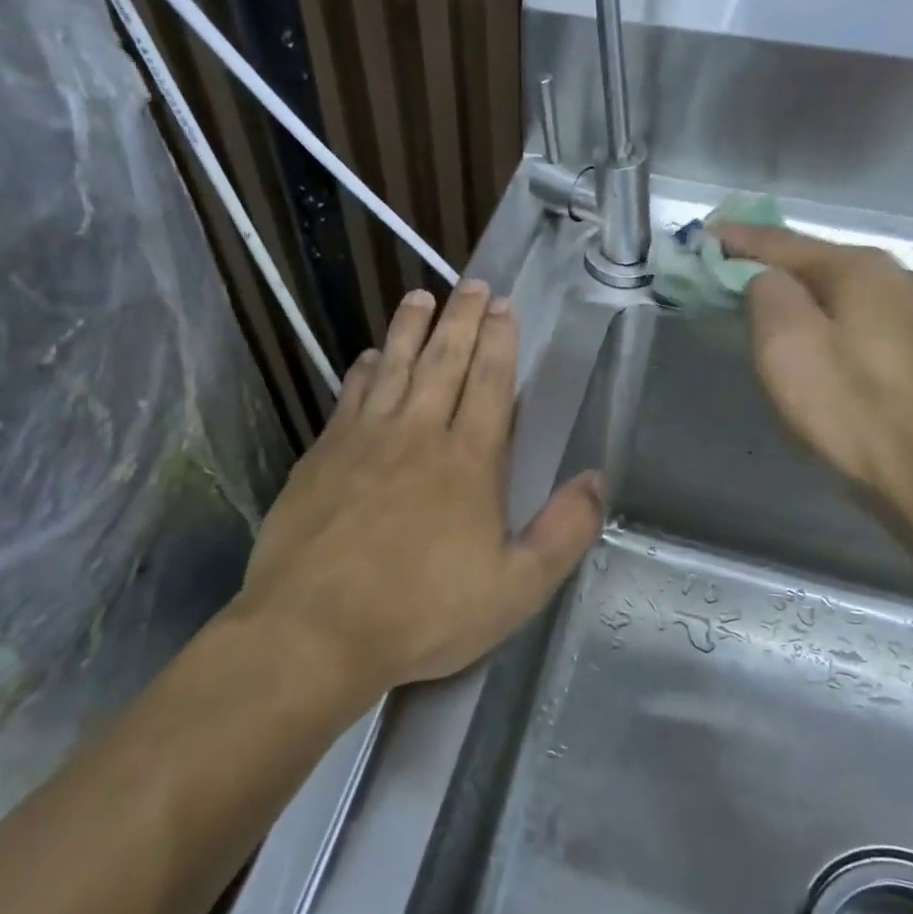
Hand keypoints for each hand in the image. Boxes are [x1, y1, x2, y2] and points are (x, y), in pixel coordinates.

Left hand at [235, 281, 603, 697]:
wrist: (316, 628)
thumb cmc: (422, 613)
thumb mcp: (515, 590)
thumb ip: (563, 532)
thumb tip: (597, 480)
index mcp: (468, 461)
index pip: (491, 384)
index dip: (500, 342)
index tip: (504, 307)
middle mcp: (417, 434)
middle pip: (444, 362)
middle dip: (462, 320)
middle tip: (473, 285)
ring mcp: (364, 440)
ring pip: (394, 367)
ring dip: (410, 329)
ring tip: (420, 297)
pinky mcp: (322, 455)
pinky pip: (350, 396)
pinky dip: (364, 370)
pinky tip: (370, 357)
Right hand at [711, 224, 912, 519]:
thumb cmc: (846, 408)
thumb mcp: (786, 345)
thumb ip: (766, 293)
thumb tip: (766, 279)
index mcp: (859, 268)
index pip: (783, 242)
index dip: (738, 239)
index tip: (704, 234)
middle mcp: (896, 277)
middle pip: (816, 263)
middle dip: (769, 266)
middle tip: (726, 272)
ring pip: (840, 292)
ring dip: (799, 295)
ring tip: (763, 306)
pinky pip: (860, 319)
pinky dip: (827, 320)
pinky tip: (815, 340)